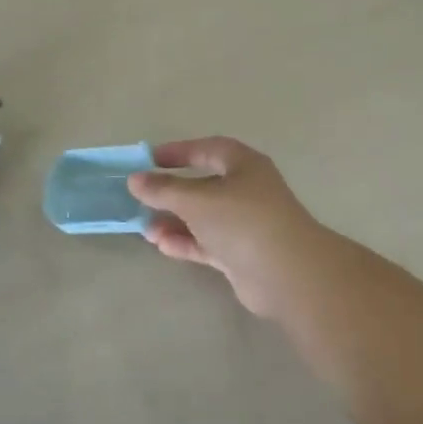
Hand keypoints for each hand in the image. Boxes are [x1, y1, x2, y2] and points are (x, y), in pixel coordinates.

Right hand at [127, 137, 334, 320]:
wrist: (287, 274)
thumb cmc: (242, 221)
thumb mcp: (196, 199)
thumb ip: (164, 189)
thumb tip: (136, 179)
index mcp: (244, 166)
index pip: (208, 149)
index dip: (179, 152)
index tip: (150, 160)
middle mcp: (247, 191)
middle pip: (204, 186)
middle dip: (172, 193)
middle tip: (142, 199)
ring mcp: (246, 225)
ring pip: (204, 218)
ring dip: (175, 222)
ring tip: (145, 229)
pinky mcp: (242, 255)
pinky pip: (208, 243)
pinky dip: (186, 243)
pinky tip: (162, 246)